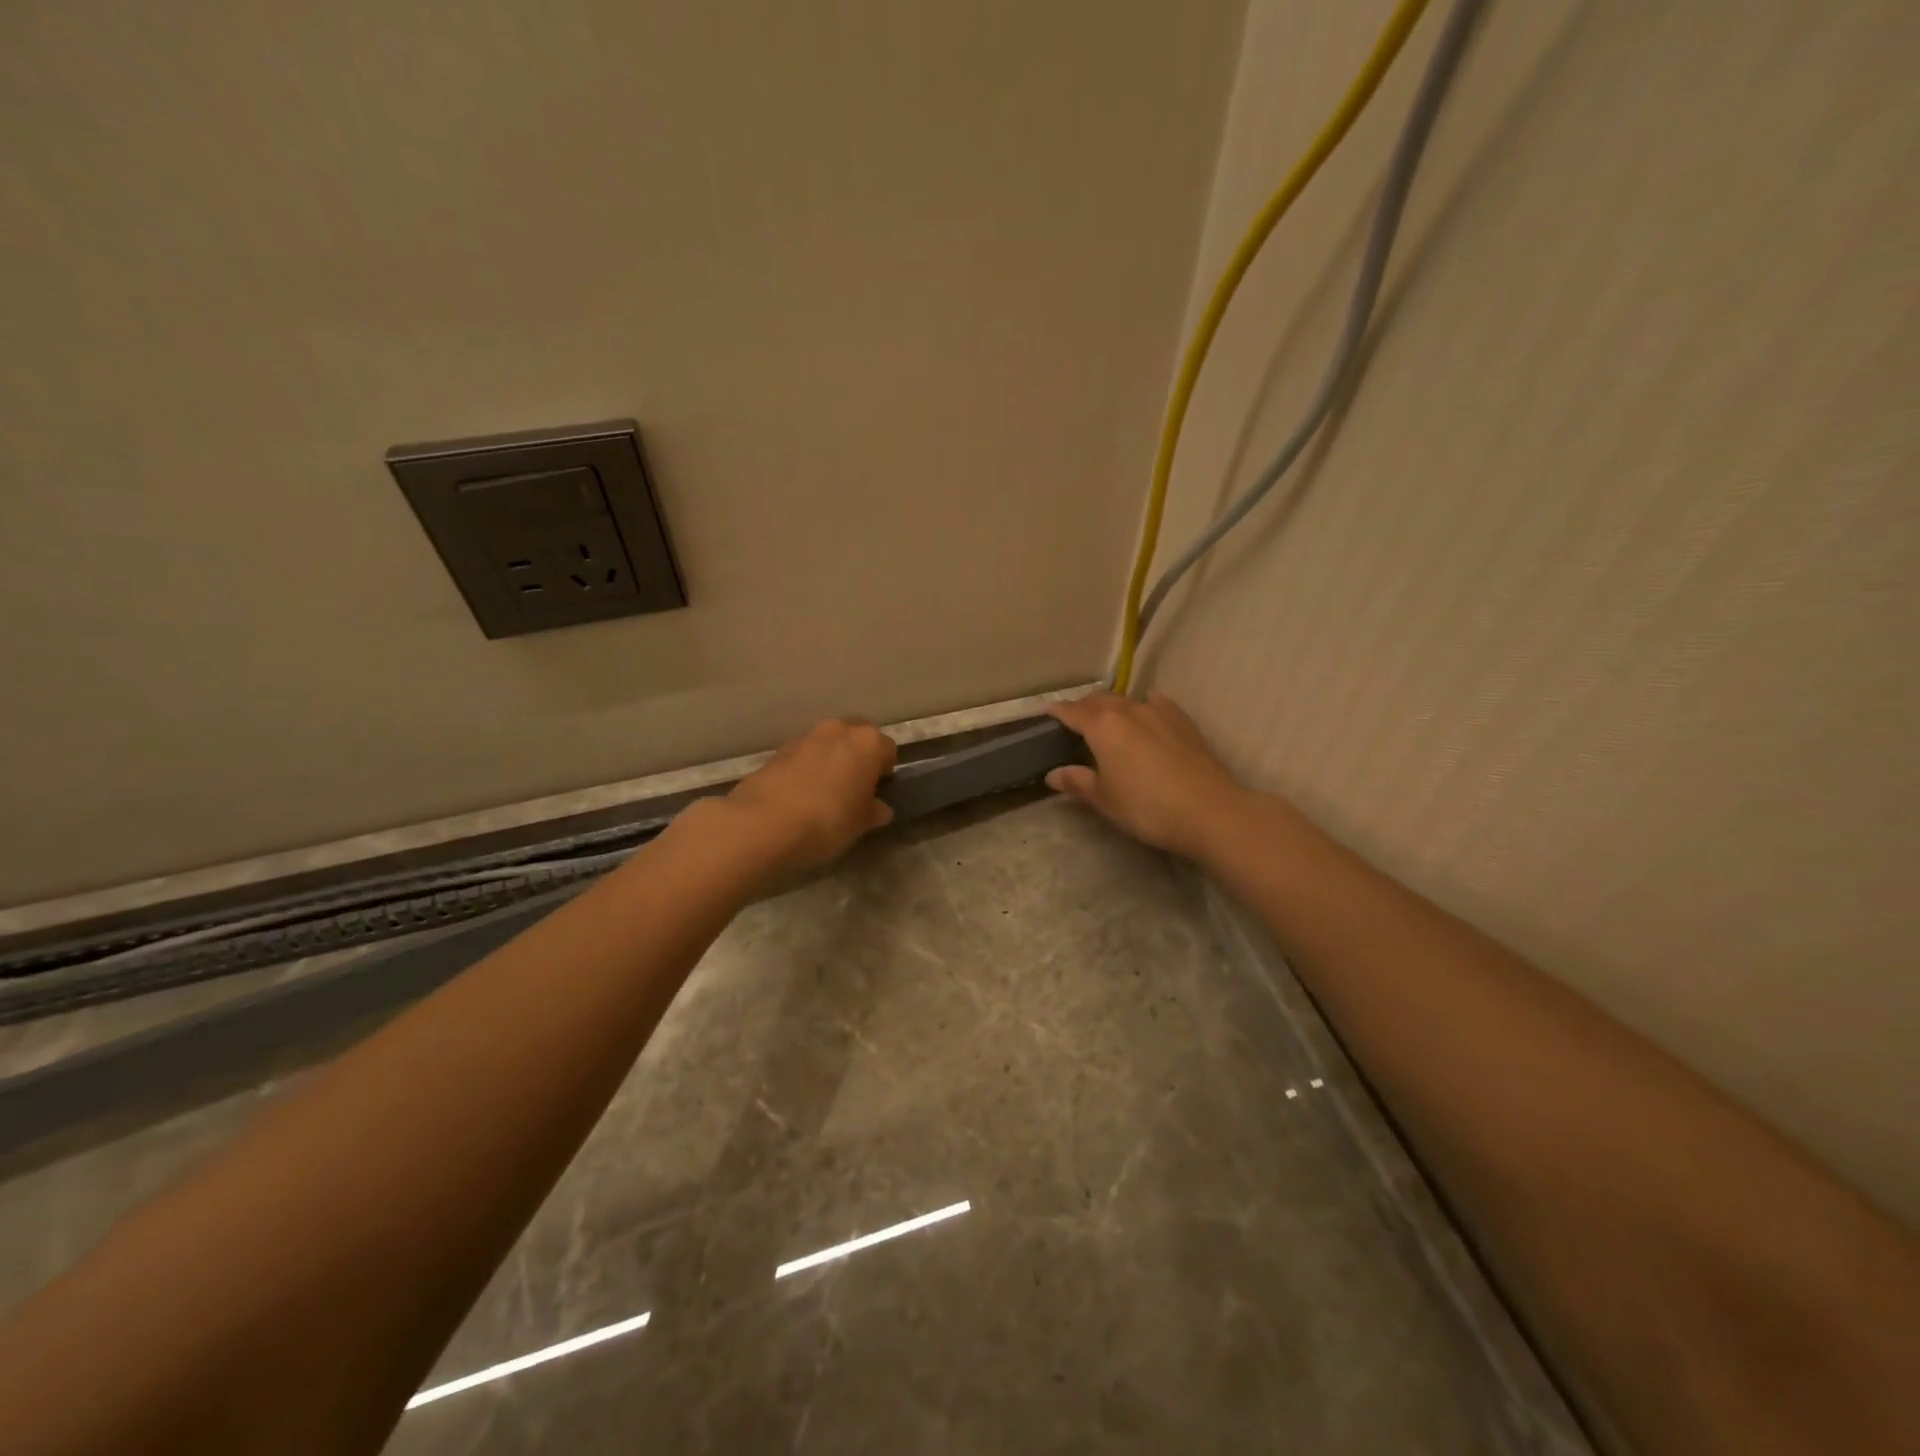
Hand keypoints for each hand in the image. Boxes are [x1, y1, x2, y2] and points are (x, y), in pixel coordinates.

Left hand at [722, 718, 897, 874]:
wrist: (764, 822)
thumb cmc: (828, 820)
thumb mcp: (861, 824)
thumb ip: (874, 811)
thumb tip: (878, 808)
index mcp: (868, 743)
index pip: (888, 749)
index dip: (885, 771)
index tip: (877, 792)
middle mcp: (839, 730)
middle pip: (857, 738)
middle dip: (858, 758)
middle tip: (853, 789)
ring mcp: (805, 736)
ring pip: (828, 744)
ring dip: (830, 761)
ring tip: (823, 793)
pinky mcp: (778, 749)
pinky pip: (803, 756)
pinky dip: (805, 769)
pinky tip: (799, 796)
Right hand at [1045, 691, 1250, 858]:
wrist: (1209, 810)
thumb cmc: (1147, 807)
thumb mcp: (1105, 799)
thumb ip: (1078, 782)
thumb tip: (1053, 774)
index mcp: (1102, 726)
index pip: (1071, 711)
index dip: (1055, 711)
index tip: (1044, 713)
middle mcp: (1128, 710)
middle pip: (1098, 699)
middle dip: (1082, 706)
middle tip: (1073, 720)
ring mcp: (1159, 711)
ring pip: (1127, 700)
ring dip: (1111, 706)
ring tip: (1106, 720)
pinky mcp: (1183, 720)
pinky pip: (1156, 703)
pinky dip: (1143, 705)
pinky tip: (1146, 711)